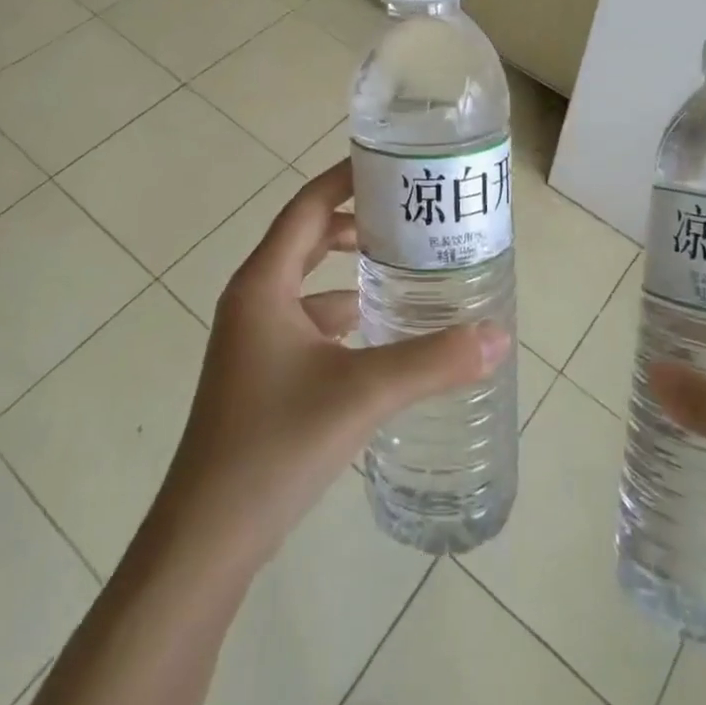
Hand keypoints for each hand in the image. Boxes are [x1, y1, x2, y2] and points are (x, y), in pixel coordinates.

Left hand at [149, 159, 510, 571]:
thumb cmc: (275, 445)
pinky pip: (305, 321)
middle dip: (355, 221)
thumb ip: (433, 362)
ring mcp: (251, 339)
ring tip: (404, 267)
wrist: (206, 539)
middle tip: (409, 215)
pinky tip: (376, 332)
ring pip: (306, 282)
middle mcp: (253, 299)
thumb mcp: (362, 393)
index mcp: (264, 283)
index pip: (308, 205)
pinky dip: (339, 314)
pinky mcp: (258, 373)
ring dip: (348, 269)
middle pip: (306, 237)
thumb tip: (499, 335)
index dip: (346, 179)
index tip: (393, 165)